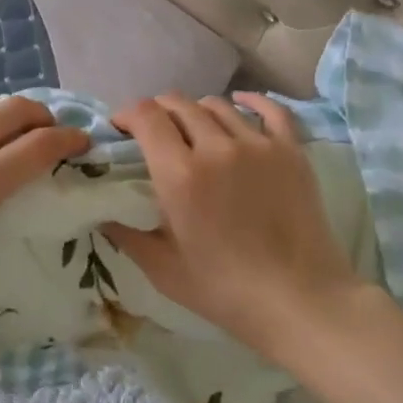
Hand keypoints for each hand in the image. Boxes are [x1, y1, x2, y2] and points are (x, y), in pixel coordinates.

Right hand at [104, 92, 356, 358]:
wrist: (301, 302)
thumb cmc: (225, 290)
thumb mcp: (162, 268)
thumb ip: (126, 234)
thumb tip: (101, 212)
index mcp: (179, 174)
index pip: (146, 116)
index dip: (127, 114)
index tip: (121, 129)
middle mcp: (215, 147)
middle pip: (178, 104)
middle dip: (158, 112)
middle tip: (154, 132)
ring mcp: (257, 144)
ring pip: (217, 104)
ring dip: (196, 111)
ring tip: (194, 129)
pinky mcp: (290, 150)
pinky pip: (270, 109)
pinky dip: (250, 100)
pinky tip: (240, 102)